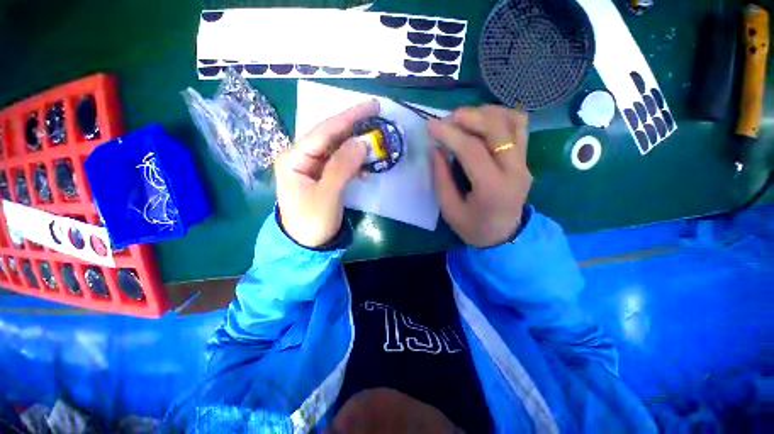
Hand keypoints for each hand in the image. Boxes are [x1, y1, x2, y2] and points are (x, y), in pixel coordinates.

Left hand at [275, 100, 379, 247]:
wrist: (307, 245)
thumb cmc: (312, 222)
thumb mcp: (327, 195)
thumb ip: (342, 167)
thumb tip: (362, 142)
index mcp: (294, 157)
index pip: (324, 131)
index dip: (348, 117)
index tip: (372, 106)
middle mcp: (302, 156)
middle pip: (331, 136)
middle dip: (354, 126)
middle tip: (378, 115)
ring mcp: (313, 166)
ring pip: (338, 148)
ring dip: (357, 144)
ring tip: (377, 138)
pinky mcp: (324, 176)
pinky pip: (342, 162)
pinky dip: (356, 161)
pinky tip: (367, 164)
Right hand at [429, 105, 531, 247]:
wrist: (504, 237)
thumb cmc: (473, 227)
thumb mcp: (449, 209)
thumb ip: (441, 178)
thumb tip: (435, 148)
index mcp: (492, 188)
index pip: (471, 150)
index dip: (449, 134)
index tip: (430, 126)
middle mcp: (514, 170)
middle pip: (496, 128)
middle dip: (468, 117)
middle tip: (447, 120)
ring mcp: (524, 162)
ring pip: (512, 120)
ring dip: (485, 113)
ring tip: (463, 120)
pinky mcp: (526, 159)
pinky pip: (519, 126)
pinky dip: (500, 117)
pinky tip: (483, 123)